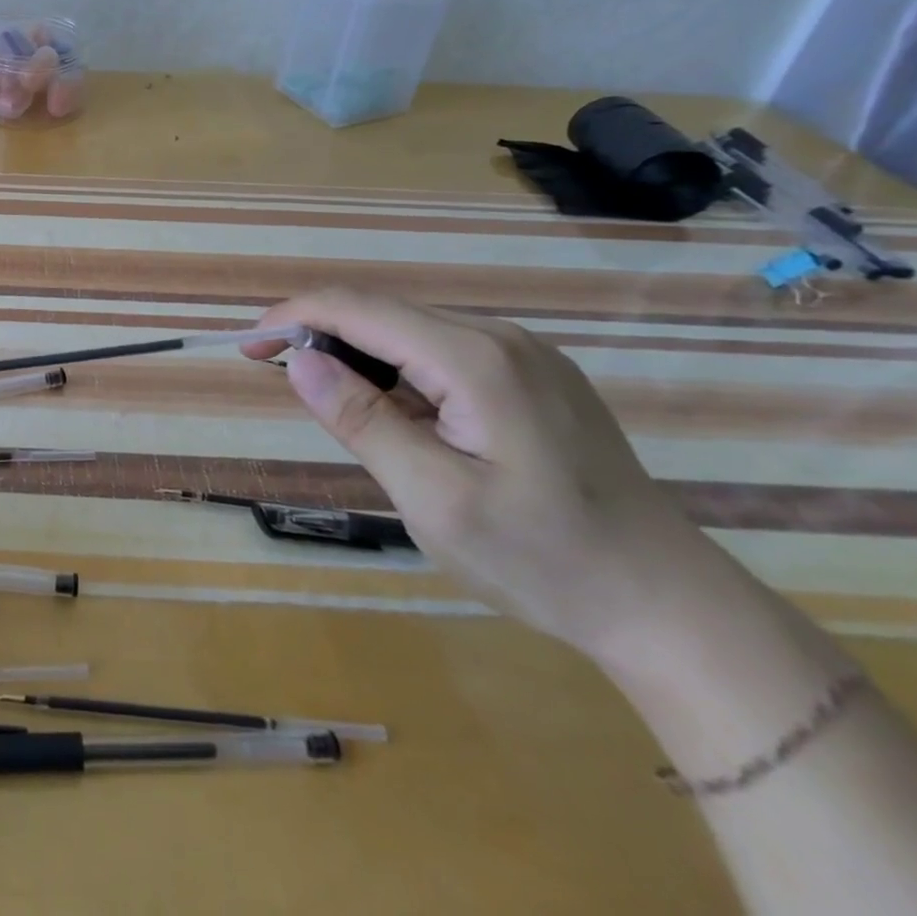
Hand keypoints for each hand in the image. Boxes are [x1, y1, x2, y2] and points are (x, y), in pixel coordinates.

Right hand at [245, 290, 724, 663]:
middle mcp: (499, 338)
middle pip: (383, 312)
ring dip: (357, 353)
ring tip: (329, 401)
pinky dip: (396, 369)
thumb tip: (298, 361)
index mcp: (474, 359)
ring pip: (411, 331)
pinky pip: (442, 352)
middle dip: (319, 334)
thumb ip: (362, 420)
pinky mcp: (532, 378)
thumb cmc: (543, 560)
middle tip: (276, 376)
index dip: (293, 317)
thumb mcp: (434, 499)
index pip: (359, 308)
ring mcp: (523, 355)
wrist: (668, 607)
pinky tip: (392, 412)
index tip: (248, 348)